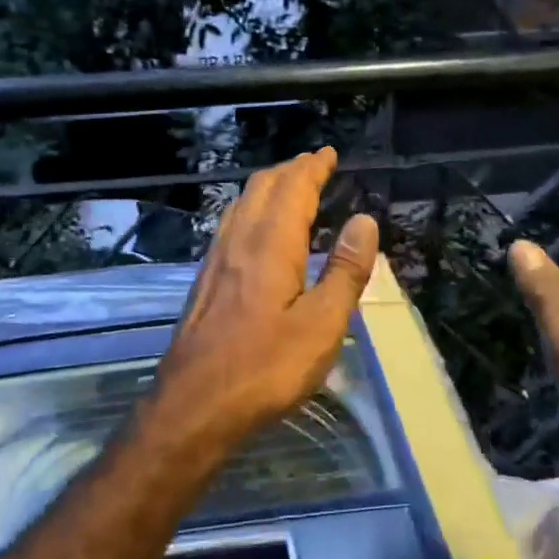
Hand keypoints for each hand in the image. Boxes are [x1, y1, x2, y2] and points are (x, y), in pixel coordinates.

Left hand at [149, 148, 378, 449]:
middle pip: (263, 188)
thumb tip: (365, 221)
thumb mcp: (322, 325)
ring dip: (268, 187)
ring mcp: (216, 260)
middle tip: (314, 164)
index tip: (329, 153)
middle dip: (290, 170)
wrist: (193, 406)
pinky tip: (254, 229)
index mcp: (270, 245)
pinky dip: (252, 209)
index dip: (313, 167)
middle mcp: (238, 241)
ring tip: (289, 186)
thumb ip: (344, 271)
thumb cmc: (265, 368)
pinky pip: (231, 225)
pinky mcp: (205, 281)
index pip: (293, 189)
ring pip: (242, 204)